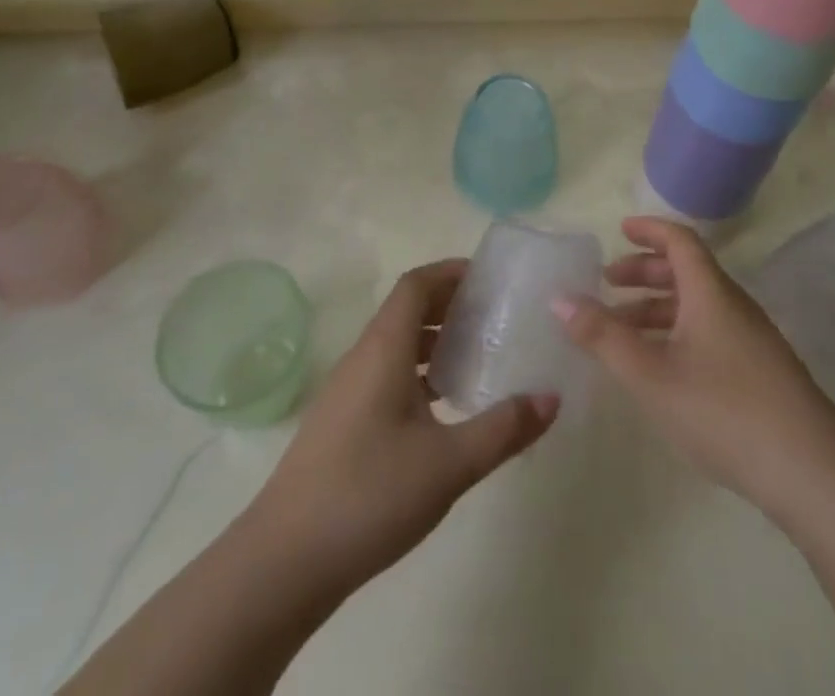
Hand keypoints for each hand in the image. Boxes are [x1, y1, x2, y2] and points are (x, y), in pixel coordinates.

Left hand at [248, 260, 558, 598]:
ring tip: (476, 360)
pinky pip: (385, 375)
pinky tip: (442, 410)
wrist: (283, 563)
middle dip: (449, 306)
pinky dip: (417, 374)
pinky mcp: (341, 423)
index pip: (416, 284)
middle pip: (407, 310)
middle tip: (494, 317)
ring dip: (434, 342)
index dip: (450, 271)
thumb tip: (552, 398)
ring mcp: (346, 391)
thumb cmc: (369, 495)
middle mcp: (362, 358)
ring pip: (396, 346)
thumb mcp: (449, 464)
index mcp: (384, 349)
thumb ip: (503, 428)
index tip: (489, 279)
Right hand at [553, 217, 834, 517]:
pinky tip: (661, 368)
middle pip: (686, 272)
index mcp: (711, 293)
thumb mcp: (651, 375)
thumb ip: (603, 337)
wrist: (812, 473)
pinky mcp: (760, 372)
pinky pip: (709, 332)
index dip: (649, 230)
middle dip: (644, 273)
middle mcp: (733, 306)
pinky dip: (676, 333)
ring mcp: (751, 340)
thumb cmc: (723, 411)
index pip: (680, 241)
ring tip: (621, 331)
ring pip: (696, 306)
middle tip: (608, 283)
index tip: (620, 230)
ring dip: (657, 308)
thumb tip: (560, 298)